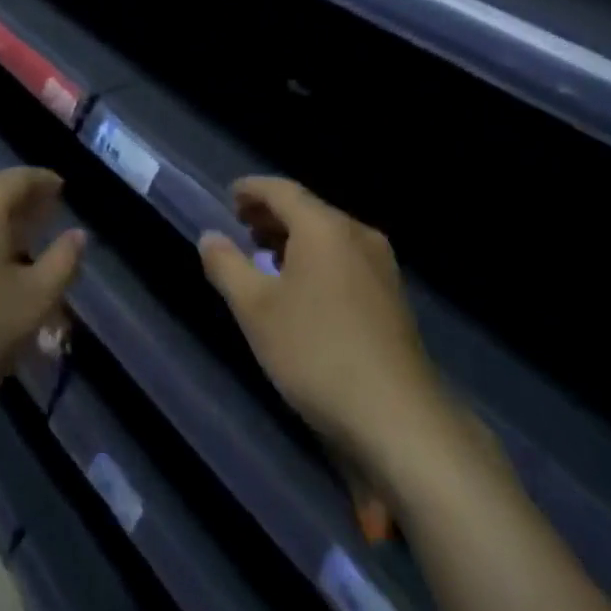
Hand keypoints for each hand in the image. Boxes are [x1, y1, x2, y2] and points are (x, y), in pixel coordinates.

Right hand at [200, 177, 443, 461]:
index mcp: (324, 227)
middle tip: (242, 226)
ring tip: (265, 258)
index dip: (252, 190)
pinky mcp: (393, 297)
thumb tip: (210, 237)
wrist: (399, 420)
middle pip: (307, 210)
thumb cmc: (317, 353)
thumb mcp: (256, 310)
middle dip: (271, 215)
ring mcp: (381, 266)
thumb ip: (226, 266)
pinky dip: (317, 259)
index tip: (229, 197)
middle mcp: (357, 234)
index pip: (281, 190)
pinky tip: (302, 289)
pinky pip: (345, 259)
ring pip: (328, 236)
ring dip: (294, 239)